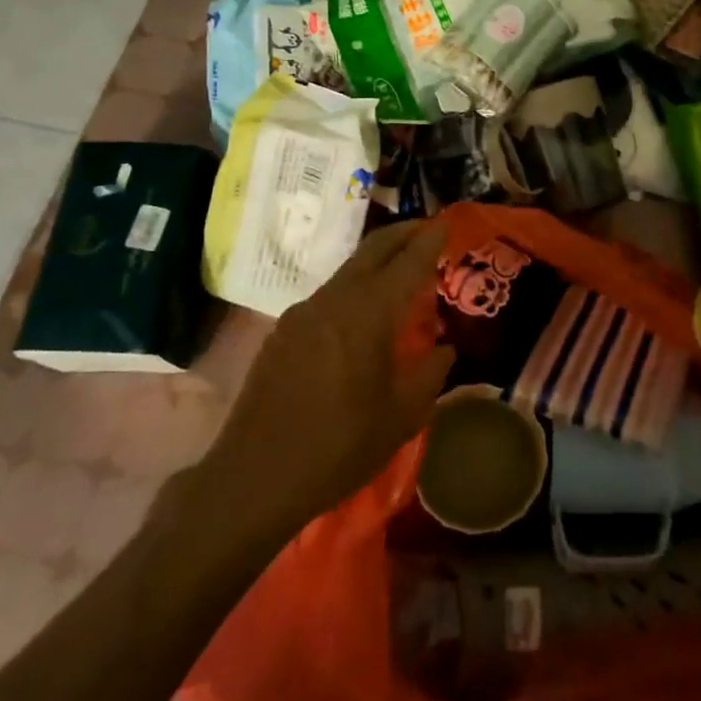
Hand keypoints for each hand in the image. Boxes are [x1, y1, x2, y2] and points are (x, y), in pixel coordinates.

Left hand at [209, 221, 455, 537]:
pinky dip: (352, 290)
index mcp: (369, 313)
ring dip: (375, 262)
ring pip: (347, 272)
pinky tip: (358, 316)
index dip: (430, 241)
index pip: (408, 262)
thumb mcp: (401, 417)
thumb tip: (446, 349)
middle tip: (424, 229)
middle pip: (372, 250)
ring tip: (397, 273)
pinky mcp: (282, 332)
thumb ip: (430, 374)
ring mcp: (302, 313)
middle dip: (401, 234)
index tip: (446, 223)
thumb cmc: (338, 447)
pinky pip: (327, 296)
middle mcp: (334, 300)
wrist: (254, 477)